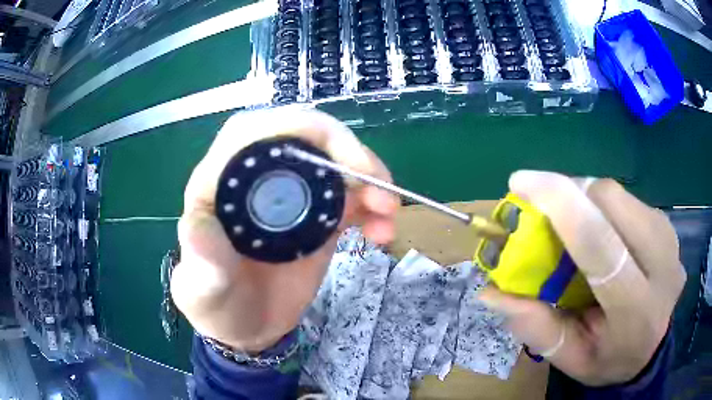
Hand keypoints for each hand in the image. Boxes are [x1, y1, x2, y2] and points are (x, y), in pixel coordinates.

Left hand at [171, 109, 398, 352]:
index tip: (340, 159)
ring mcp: (290, 197)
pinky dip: (372, 208)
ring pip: (333, 165)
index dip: (300, 130)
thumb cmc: (216, 306)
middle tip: (377, 185)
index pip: (255, 131)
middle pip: (303, 139)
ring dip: (368, 179)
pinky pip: (349, 199)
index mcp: (219, 182)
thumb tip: (196, 227)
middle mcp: (256, 179)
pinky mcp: (316, 218)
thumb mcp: (201, 290)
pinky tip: (382, 231)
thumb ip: (201, 262)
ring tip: (388, 210)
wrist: (245, 327)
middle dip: (345, 151)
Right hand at [478, 170, 684, 385]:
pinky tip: (599, 228)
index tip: (521, 182)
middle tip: (544, 210)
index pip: (601, 246)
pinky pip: (627, 198)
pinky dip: (602, 204)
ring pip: (618, 194)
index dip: (561, 206)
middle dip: (571, 194)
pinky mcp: (666, 223)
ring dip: (585, 198)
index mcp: (636, 309)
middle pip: (611, 202)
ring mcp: (668, 237)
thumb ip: (538, 329)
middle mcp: (661, 263)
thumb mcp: (571, 360)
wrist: (653, 348)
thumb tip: (492, 292)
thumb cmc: (611, 359)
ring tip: (572, 224)